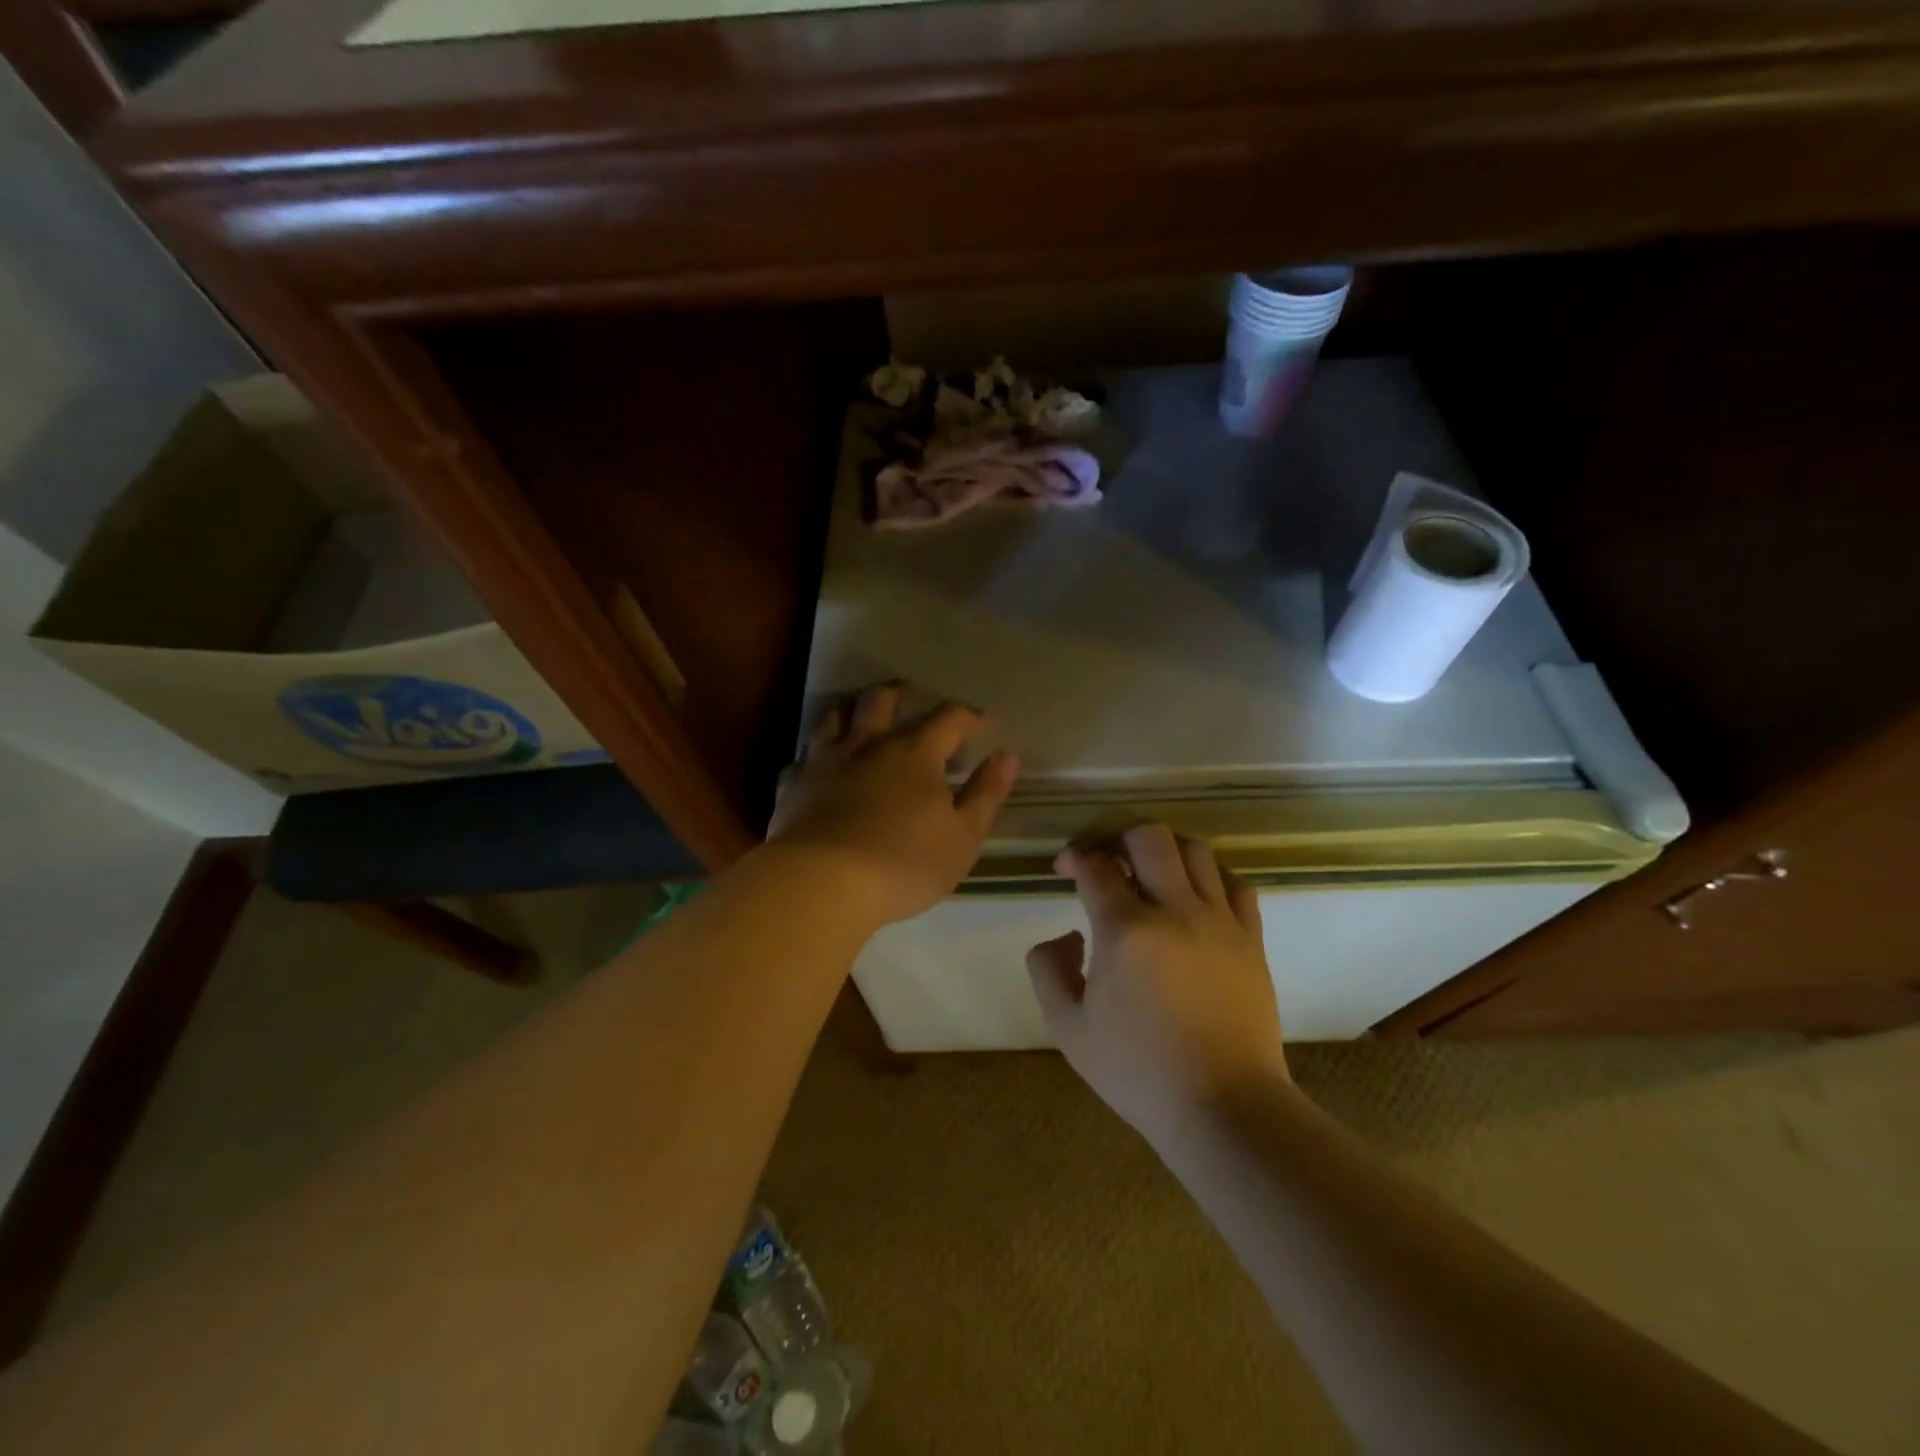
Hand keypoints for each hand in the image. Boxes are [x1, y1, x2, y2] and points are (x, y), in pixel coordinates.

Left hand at [767, 683, 1018, 925]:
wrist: (822, 883)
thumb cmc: (904, 863)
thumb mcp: (963, 837)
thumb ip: (986, 794)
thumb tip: (1007, 756)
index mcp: (915, 753)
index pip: (948, 718)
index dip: (968, 716)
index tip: (981, 723)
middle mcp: (868, 744)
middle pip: (882, 699)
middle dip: (900, 693)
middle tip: (909, 694)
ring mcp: (825, 760)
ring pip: (835, 715)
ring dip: (852, 708)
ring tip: (860, 712)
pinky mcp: (793, 784)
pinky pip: (803, 757)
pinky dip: (815, 755)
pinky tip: (818, 765)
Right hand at [1027, 823, 1288, 1144]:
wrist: (1224, 1106)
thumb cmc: (1139, 1071)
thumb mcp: (1068, 1028)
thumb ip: (1048, 969)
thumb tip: (1067, 935)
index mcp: (1126, 929)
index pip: (1096, 864)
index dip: (1074, 857)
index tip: (1065, 869)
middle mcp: (1175, 910)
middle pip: (1149, 836)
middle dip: (1118, 837)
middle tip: (1107, 861)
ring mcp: (1220, 922)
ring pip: (1195, 850)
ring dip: (1164, 850)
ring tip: (1150, 874)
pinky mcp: (1250, 939)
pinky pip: (1235, 882)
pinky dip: (1210, 876)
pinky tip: (1195, 896)